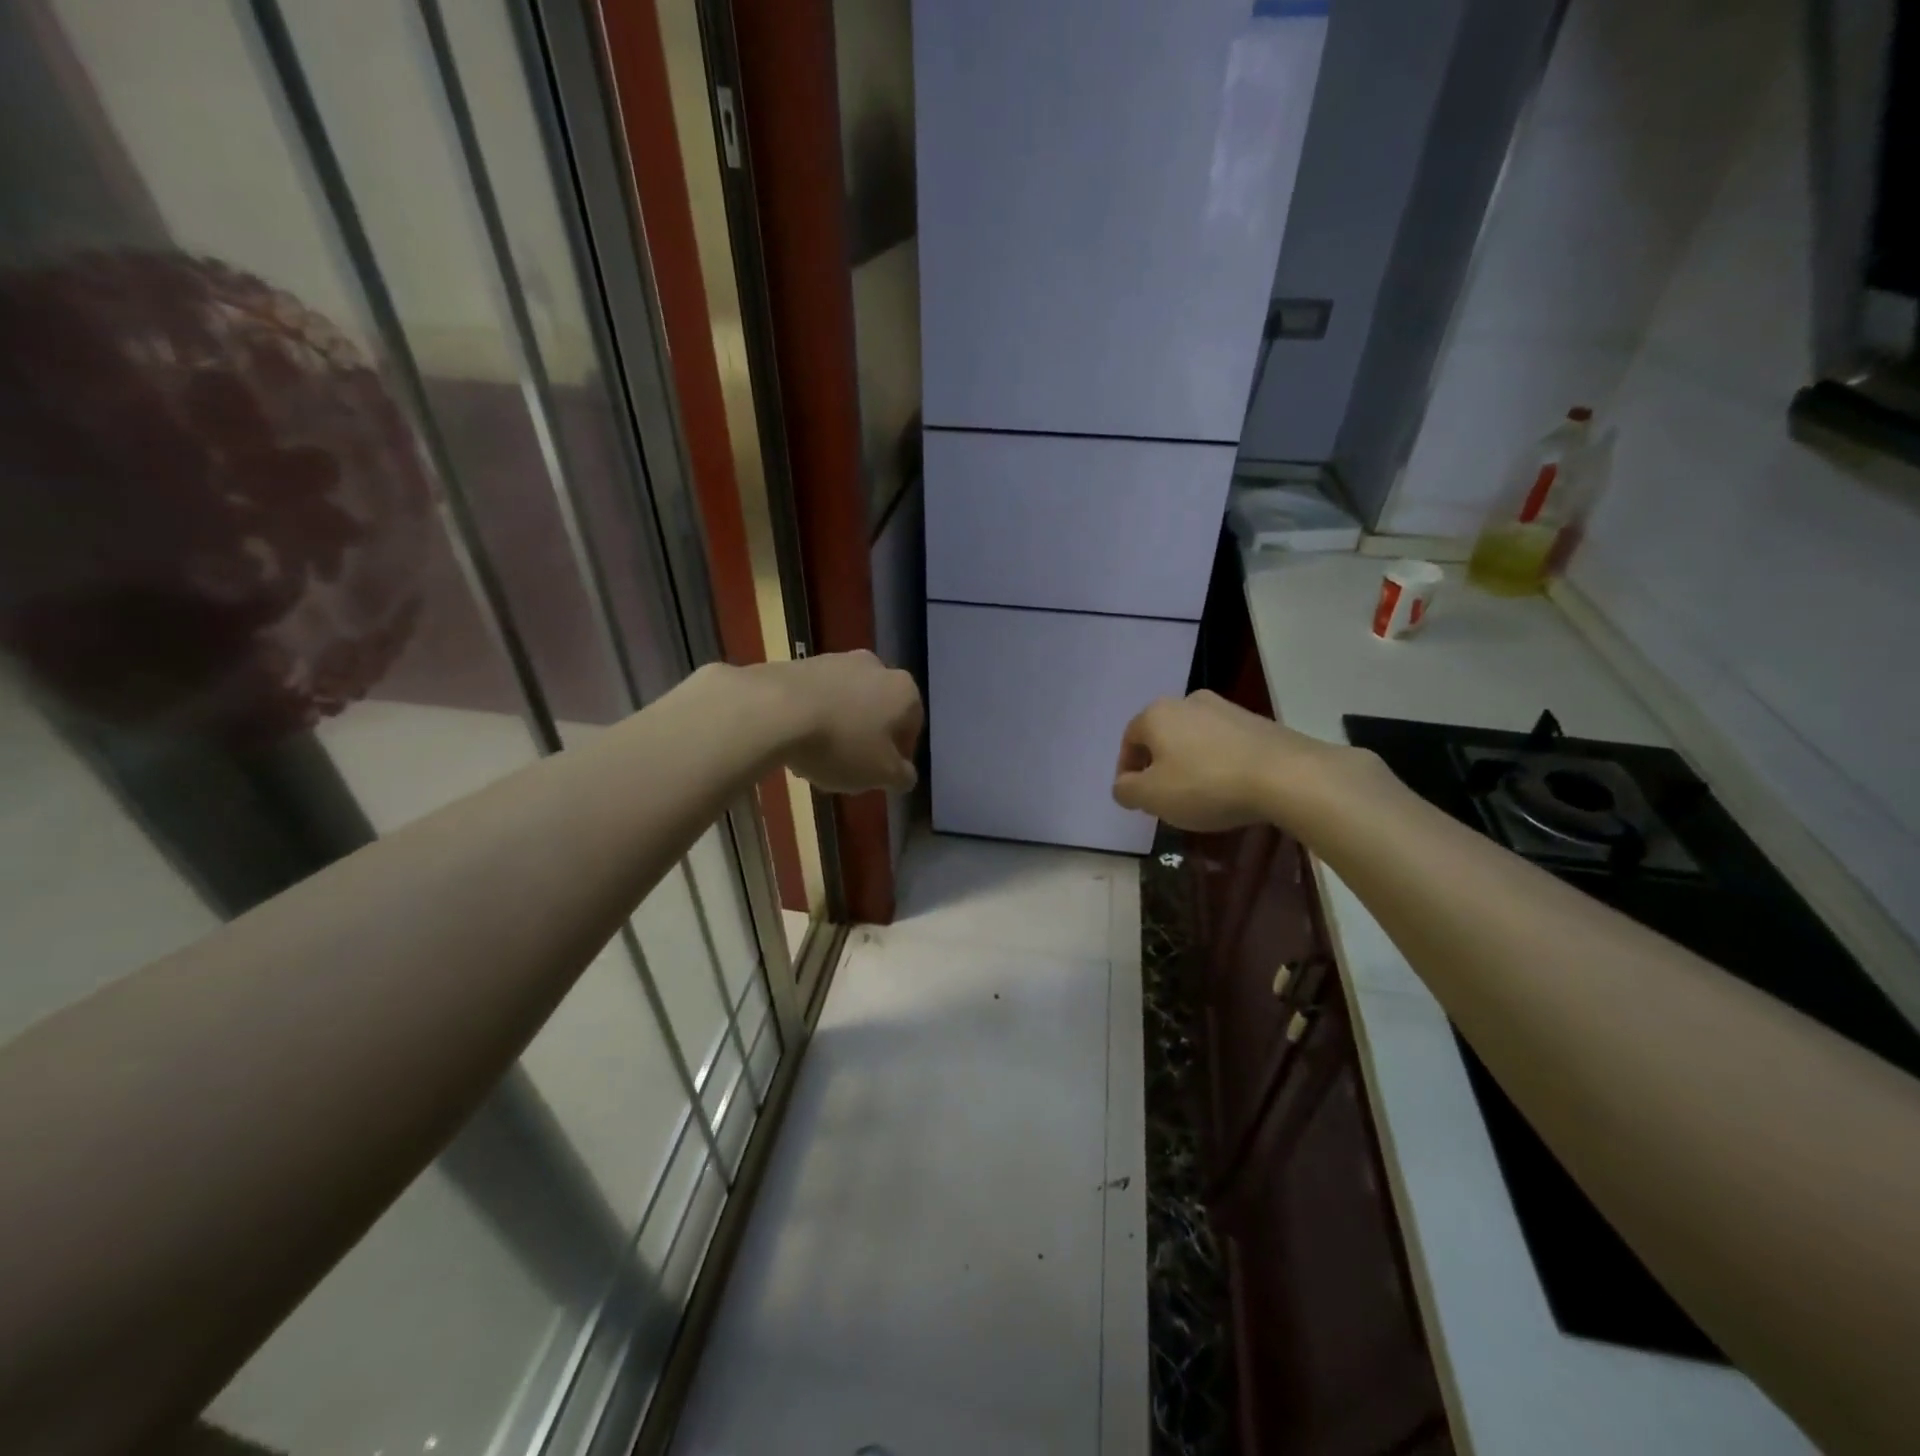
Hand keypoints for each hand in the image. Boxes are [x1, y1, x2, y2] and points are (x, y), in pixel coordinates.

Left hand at [760, 651, 922, 793]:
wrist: (774, 710)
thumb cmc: (841, 743)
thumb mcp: (881, 774)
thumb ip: (901, 776)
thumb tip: (906, 775)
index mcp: (903, 690)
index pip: (912, 726)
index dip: (899, 754)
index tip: (881, 775)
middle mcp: (875, 666)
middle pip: (878, 711)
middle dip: (866, 739)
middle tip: (849, 769)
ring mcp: (836, 660)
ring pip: (846, 703)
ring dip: (838, 728)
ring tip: (816, 760)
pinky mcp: (800, 663)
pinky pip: (816, 697)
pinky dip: (812, 717)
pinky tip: (795, 743)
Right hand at [1112, 690, 1356, 832]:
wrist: (1286, 775)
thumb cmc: (1206, 784)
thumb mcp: (1153, 797)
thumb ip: (1127, 790)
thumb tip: (1123, 785)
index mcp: (1156, 714)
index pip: (1129, 740)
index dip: (1127, 770)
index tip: (1135, 798)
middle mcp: (1187, 701)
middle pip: (1162, 736)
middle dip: (1158, 765)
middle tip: (1164, 797)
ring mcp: (1225, 708)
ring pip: (1193, 738)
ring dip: (1189, 763)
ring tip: (1199, 795)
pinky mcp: (1256, 721)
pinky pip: (1223, 743)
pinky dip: (1217, 762)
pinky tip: (1228, 787)